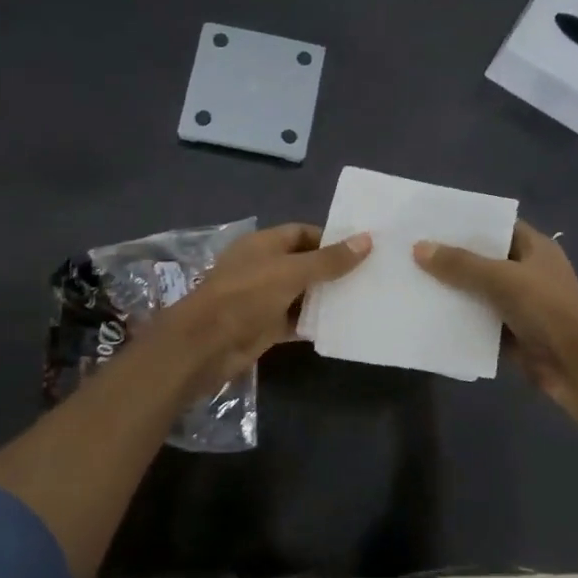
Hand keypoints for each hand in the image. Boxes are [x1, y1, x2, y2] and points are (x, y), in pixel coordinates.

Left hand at [152, 223, 370, 392]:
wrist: (207, 343)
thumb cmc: (247, 295)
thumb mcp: (291, 272)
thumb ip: (329, 260)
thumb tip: (366, 240)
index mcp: (264, 244)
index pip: (303, 233)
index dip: (331, 239)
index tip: (362, 249)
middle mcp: (264, 267)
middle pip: (305, 264)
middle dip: (333, 270)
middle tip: (371, 275)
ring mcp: (264, 298)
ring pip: (302, 294)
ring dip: (327, 298)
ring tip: (365, 299)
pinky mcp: (266, 326)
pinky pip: (296, 321)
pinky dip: (315, 323)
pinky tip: (343, 326)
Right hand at [413, 221, 577, 425]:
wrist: (577, 367)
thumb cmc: (546, 310)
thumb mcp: (501, 279)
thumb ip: (460, 264)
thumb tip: (419, 247)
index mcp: (535, 248)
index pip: (497, 227)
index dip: (467, 223)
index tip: (431, 221)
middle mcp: (527, 272)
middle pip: (484, 259)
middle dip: (452, 257)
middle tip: (411, 250)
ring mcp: (520, 304)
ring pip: (478, 292)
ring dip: (452, 290)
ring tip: (411, 280)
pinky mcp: (510, 333)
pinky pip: (479, 321)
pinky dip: (459, 319)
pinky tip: (427, 314)